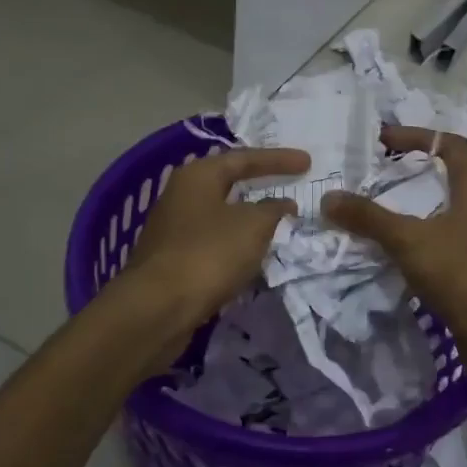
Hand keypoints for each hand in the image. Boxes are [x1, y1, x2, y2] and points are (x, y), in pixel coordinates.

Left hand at [125, 146, 308, 329]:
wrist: (158, 308)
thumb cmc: (209, 254)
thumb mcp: (253, 226)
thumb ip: (273, 209)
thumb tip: (282, 204)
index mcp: (198, 176)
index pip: (244, 158)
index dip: (278, 159)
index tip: (308, 162)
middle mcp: (180, 195)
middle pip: (228, 183)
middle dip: (260, 185)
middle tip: (290, 186)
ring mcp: (173, 229)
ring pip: (221, 215)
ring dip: (249, 218)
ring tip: (279, 222)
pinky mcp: (173, 260)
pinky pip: (214, 243)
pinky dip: (236, 244)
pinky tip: (254, 254)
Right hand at [323, 126, 466, 370]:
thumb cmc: (460, 273)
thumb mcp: (409, 240)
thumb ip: (369, 217)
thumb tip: (329, 198)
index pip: (451, 144)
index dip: (418, 135)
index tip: (383, 140)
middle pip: (448, 175)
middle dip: (412, 171)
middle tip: (376, 175)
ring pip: (445, 209)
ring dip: (414, 206)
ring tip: (378, 210)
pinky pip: (444, 239)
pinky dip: (419, 236)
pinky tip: (396, 249)